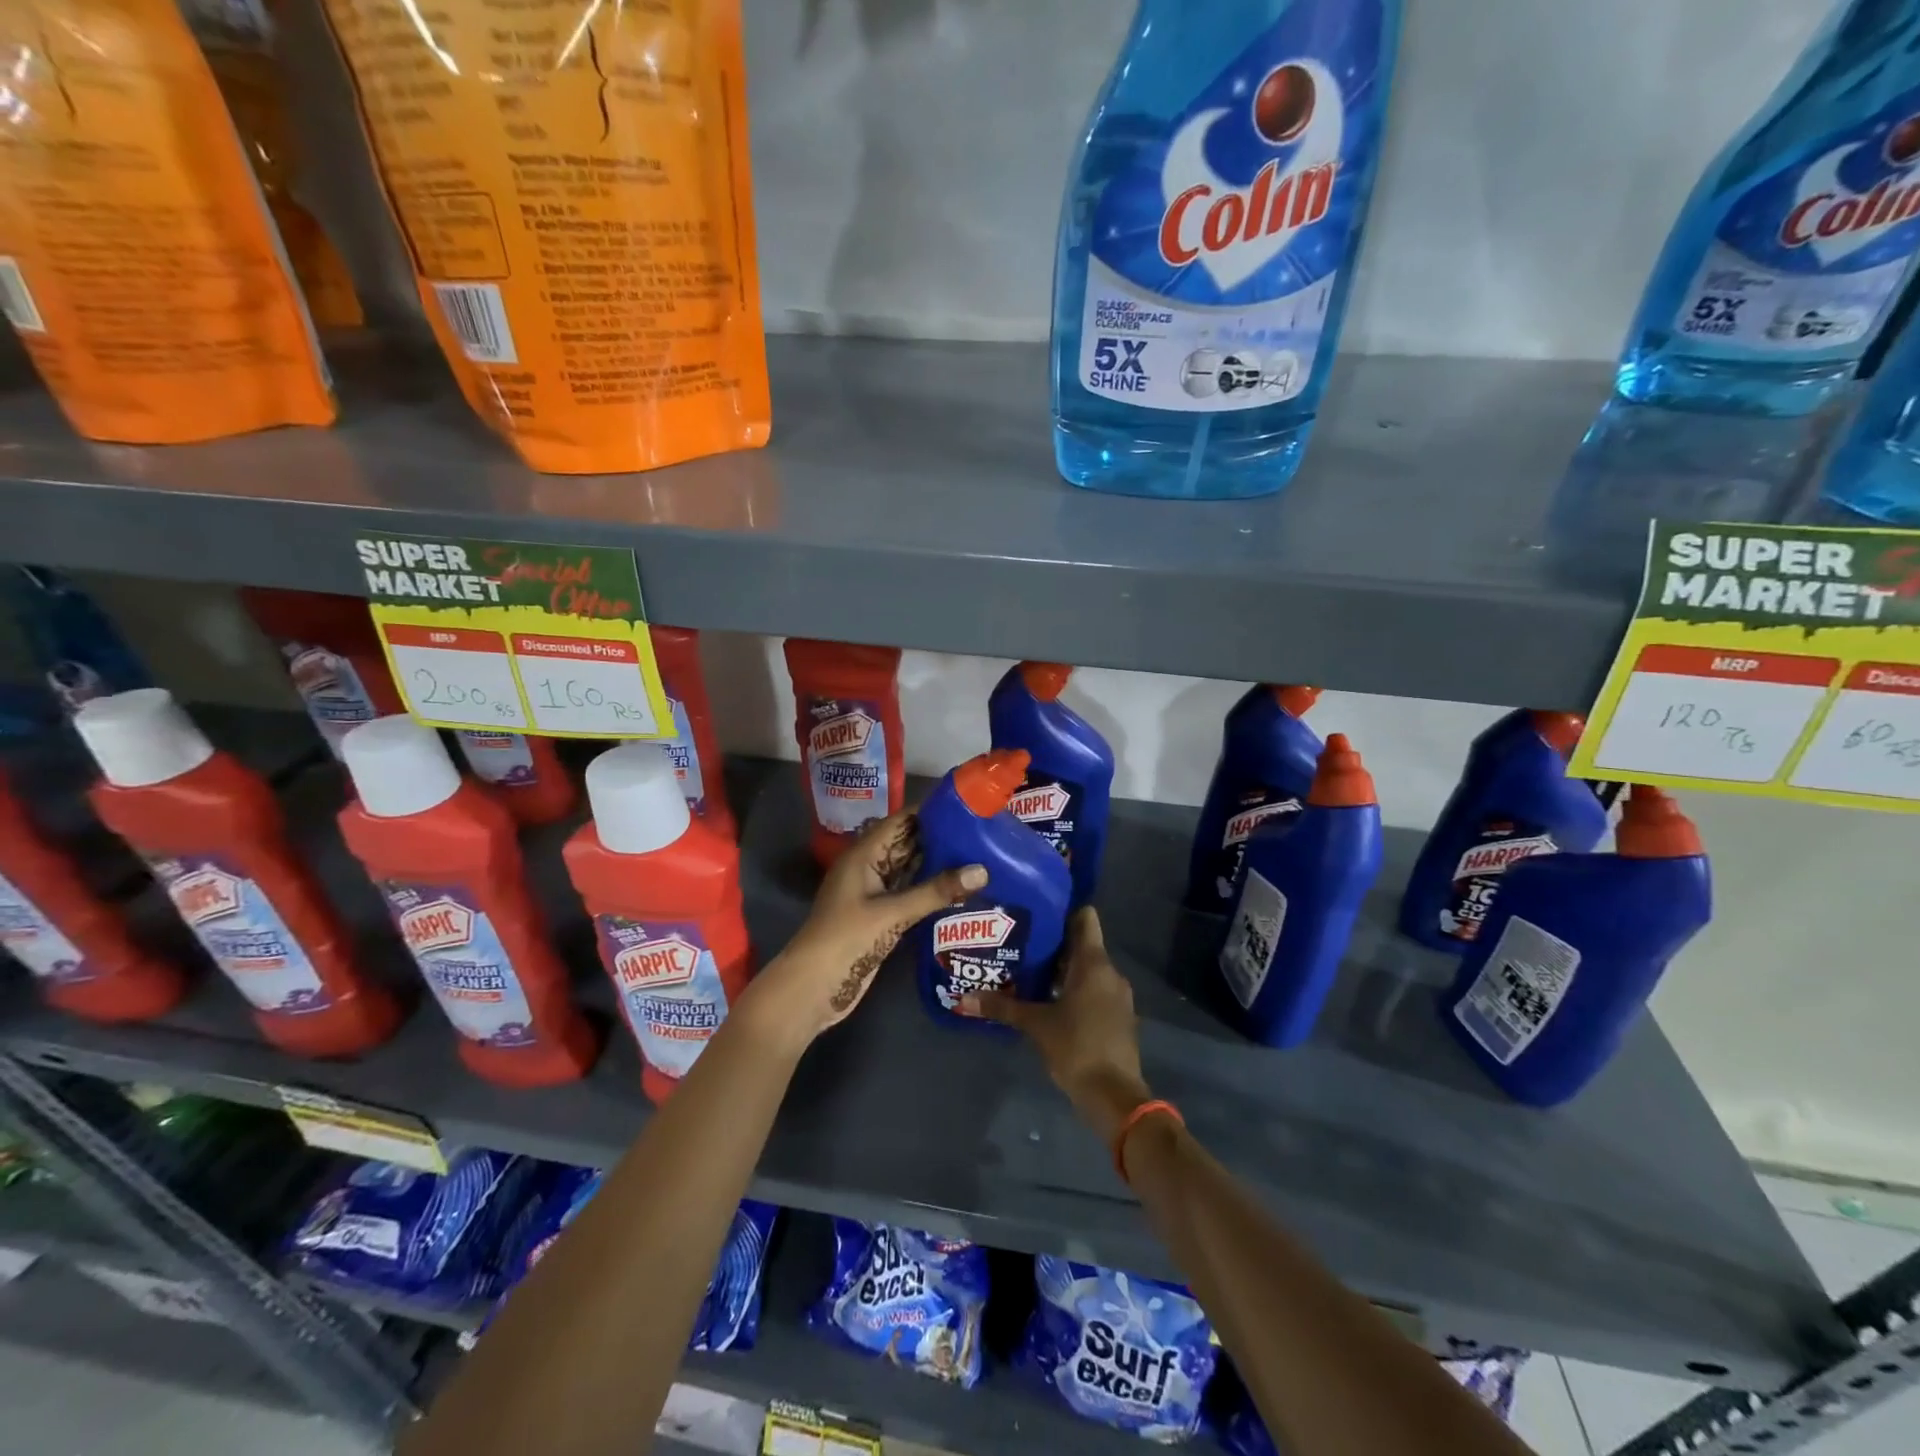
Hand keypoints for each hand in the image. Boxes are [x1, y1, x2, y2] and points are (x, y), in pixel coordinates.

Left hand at [751, 812, 986, 1046]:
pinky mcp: (881, 917)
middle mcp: (869, 868)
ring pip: (909, 869)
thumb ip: (936, 891)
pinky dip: (930, 889)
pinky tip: (959, 887)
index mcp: (863, 855)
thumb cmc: (846, 939)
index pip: (900, 822)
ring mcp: (874, 894)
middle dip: (938, 837)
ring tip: (978, 853)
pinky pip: (909, 893)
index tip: (966, 806)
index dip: (929, 812)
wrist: (813, 987)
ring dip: (937, 863)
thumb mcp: (892, 913)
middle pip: (906, 844)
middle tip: (981, 831)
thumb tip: (983, 870)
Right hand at [962, 907, 1150, 1143]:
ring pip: (1088, 969)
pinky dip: (1074, 990)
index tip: (1037, 912)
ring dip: (1062, 969)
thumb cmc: (1076, 1048)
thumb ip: (1001, 1007)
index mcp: (1093, 963)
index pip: (1085, 918)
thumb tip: (963, 998)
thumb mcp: (1035, 1024)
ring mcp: (1117, 995)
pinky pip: (1095, 990)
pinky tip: (1049, 1000)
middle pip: (1083, 944)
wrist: (1114, 1096)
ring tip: (1028, 971)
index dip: (1063, 911)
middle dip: (1054, 944)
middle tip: (1020, 942)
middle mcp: (1110, 972)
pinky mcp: (1118, 1016)